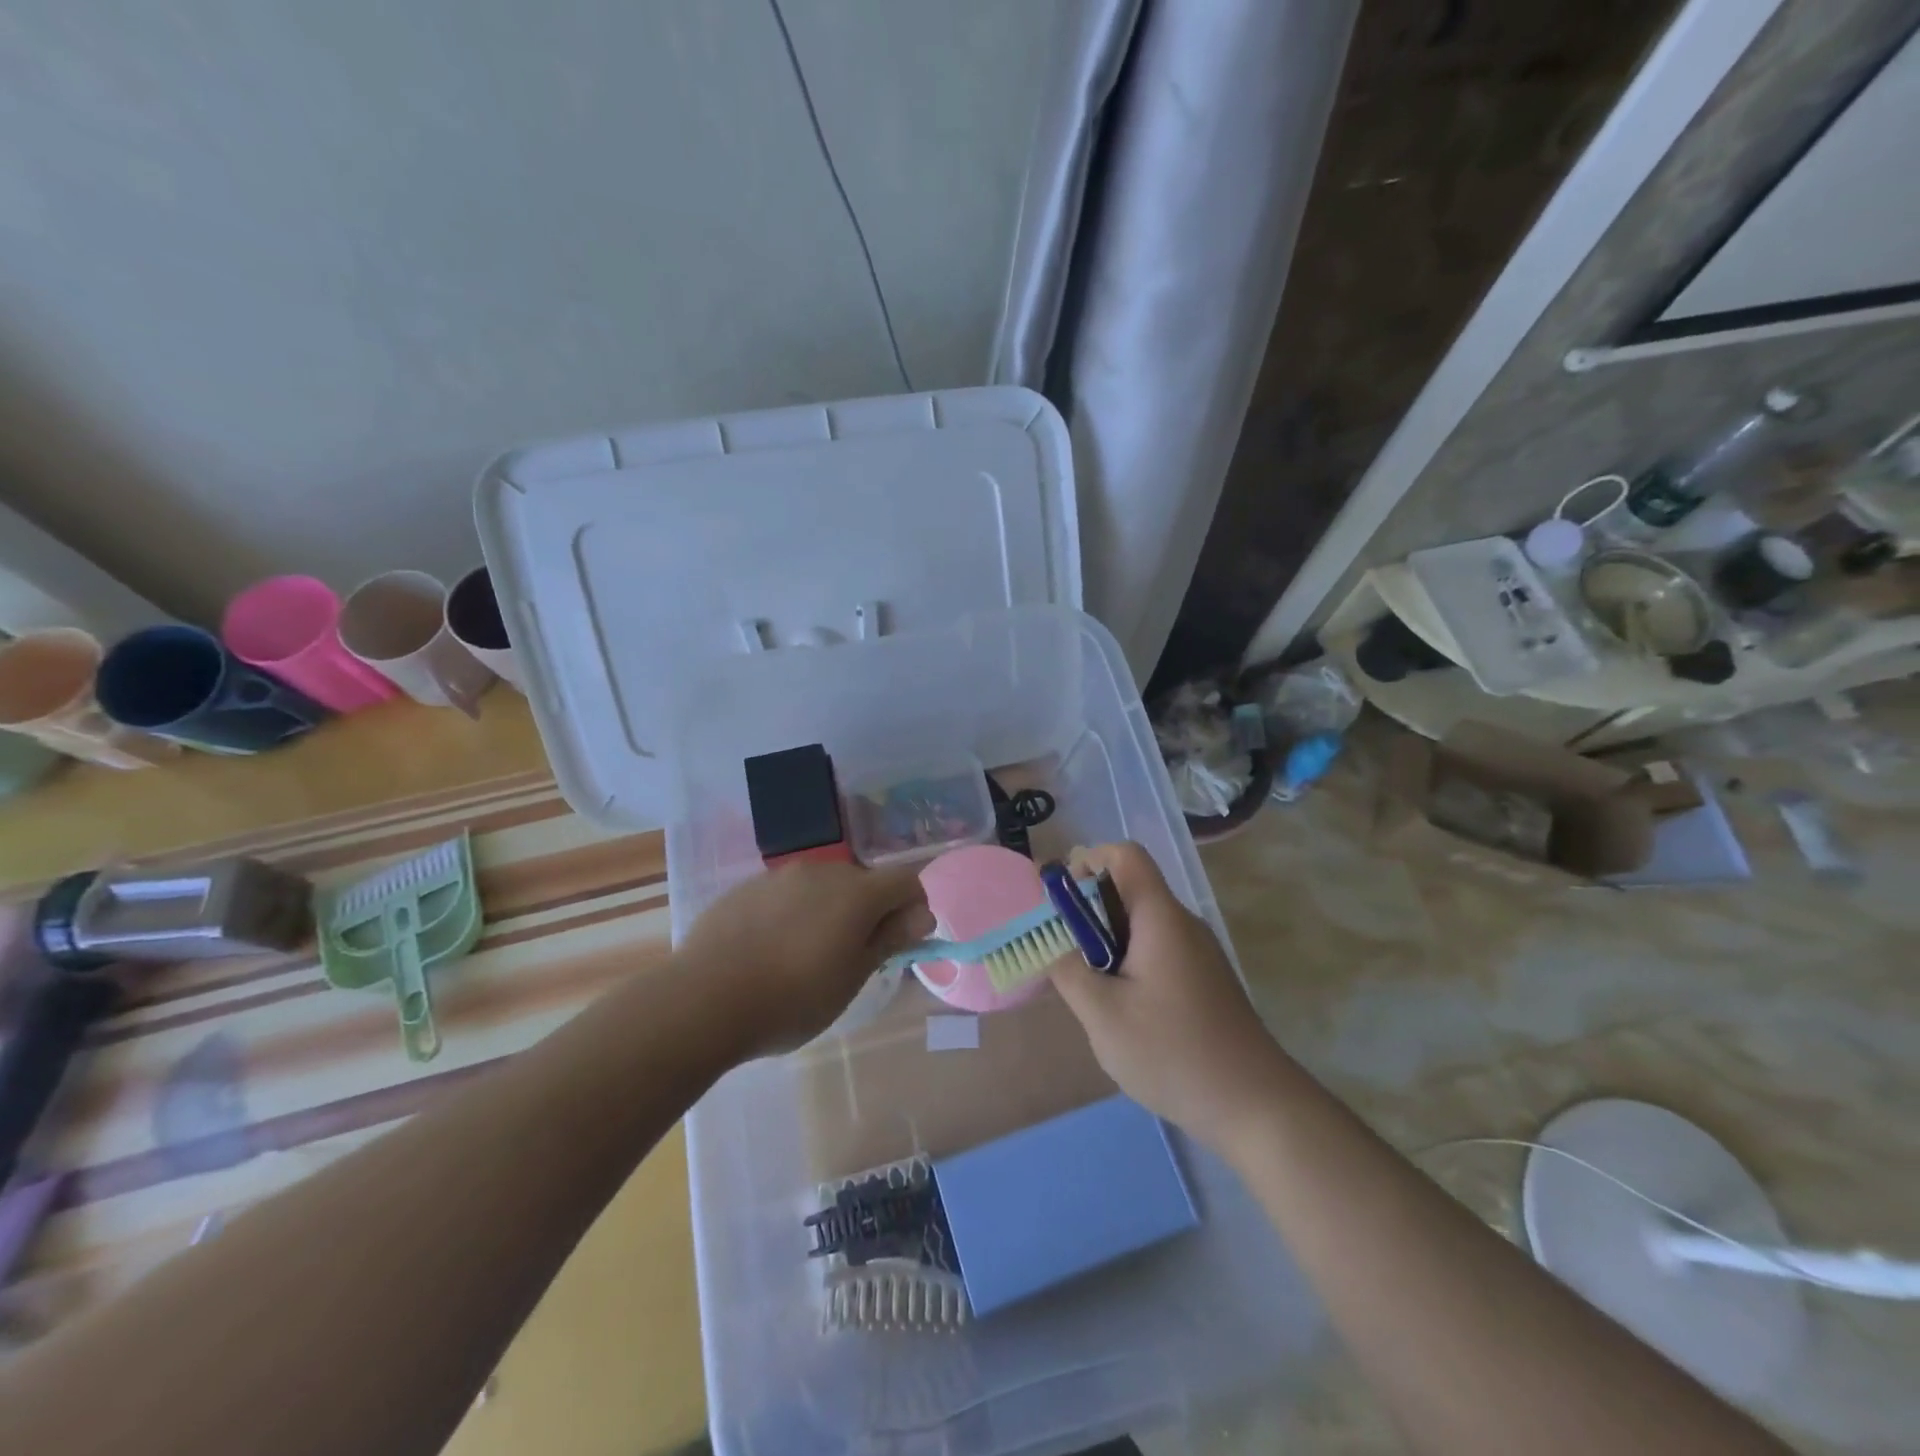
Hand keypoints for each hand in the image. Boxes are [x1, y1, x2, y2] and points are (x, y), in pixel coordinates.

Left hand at [679, 860, 933, 1056]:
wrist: (704, 1000)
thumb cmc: (792, 999)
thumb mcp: (851, 979)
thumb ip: (889, 939)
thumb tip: (923, 914)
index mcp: (856, 892)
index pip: (905, 881)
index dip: (912, 908)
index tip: (898, 943)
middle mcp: (822, 871)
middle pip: (862, 881)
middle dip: (868, 911)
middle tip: (850, 957)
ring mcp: (779, 876)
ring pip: (821, 886)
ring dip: (828, 910)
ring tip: (804, 955)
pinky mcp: (746, 887)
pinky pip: (784, 893)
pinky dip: (791, 913)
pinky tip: (768, 949)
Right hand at [1048, 842, 1292, 1151]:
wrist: (1256, 1106)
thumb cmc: (1173, 1053)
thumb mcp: (1103, 1014)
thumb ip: (1067, 969)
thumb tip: (1047, 938)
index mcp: (1160, 917)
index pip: (1125, 855)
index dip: (1087, 861)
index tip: (1060, 901)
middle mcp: (1182, 923)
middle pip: (1129, 888)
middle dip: (1088, 911)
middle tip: (1063, 953)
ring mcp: (1198, 952)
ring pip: (1140, 924)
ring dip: (1106, 941)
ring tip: (1088, 987)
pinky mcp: (1203, 979)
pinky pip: (1156, 949)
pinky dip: (1128, 962)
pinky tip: (1121, 1009)